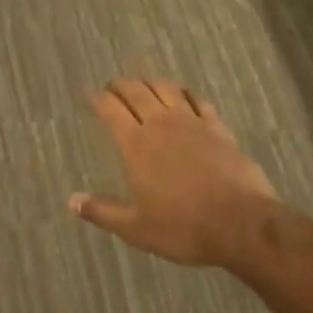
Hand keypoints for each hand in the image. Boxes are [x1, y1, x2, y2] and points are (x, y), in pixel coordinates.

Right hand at [69, 78, 279, 268]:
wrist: (241, 224)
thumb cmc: (183, 227)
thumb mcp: (136, 228)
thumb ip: (103, 211)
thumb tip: (71, 201)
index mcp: (135, 144)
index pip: (110, 109)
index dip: (97, 99)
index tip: (90, 97)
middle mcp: (160, 123)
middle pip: (135, 91)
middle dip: (120, 85)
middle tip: (112, 87)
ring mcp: (191, 122)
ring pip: (165, 88)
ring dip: (150, 83)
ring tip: (144, 87)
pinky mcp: (217, 127)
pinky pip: (197, 100)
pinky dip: (185, 93)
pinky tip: (184, 97)